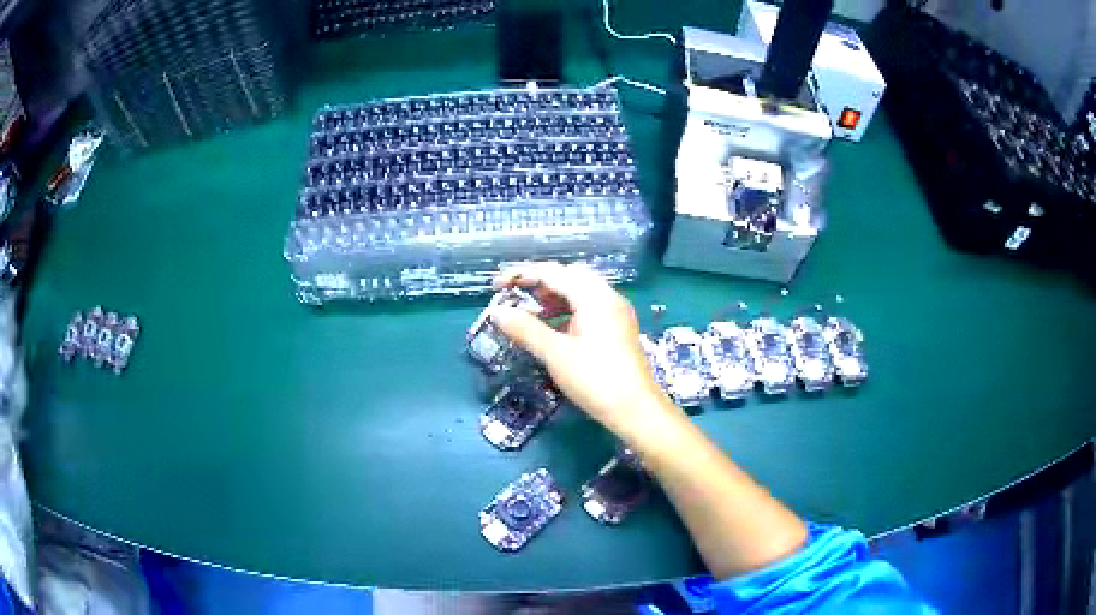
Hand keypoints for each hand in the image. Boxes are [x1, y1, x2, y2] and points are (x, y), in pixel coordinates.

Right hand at [490, 262, 675, 435]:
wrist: (636, 410)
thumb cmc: (595, 380)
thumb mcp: (556, 354)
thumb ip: (525, 329)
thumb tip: (497, 312)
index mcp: (594, 296)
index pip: (553, 273)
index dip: (522, 275)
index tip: (496, 285)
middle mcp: (608, 297)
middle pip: (569, 277)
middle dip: (540, 282)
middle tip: (515, 295)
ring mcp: (616, 314)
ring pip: (581, 292)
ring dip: (554, 297)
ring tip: (531, 312)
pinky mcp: (618, 330)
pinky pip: (589, 309)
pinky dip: (568, 312)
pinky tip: (554, 329)